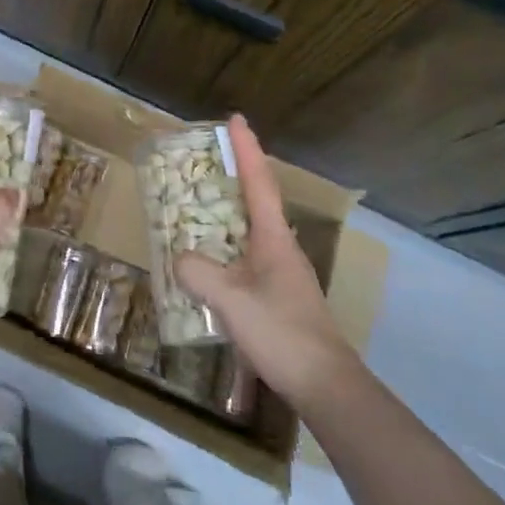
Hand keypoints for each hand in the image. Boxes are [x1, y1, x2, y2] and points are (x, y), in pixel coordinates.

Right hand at [174, 115, 355, 410]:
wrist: (324, 384)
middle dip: (236, 174)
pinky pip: (247, 255)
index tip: (235, 119)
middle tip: (208, 159)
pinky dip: (226, 245)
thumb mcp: (231, 300)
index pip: (258, 182)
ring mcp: (282, 272)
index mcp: (273, 238)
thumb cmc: (282, 333)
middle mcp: (280, 247)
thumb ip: (199, 273)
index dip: (246, 149)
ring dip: (229, 212)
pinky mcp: (278, 295)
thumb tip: (180, 257)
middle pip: (257, 199)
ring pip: (251, 229)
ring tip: (200, 205)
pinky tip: (209, 261)